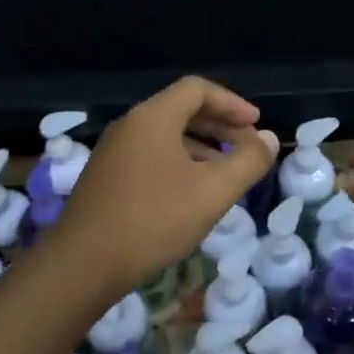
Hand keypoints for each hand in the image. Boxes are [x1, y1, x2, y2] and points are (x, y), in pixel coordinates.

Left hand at [39, 76, 278, 298]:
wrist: (83, 263)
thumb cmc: (153, 219)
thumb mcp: (213, 192)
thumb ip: (248, 161)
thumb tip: (270, 139)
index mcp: (153, 117)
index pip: (198, 89)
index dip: (232, 103)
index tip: (256, 125)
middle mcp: (130, 125)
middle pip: (181, 109)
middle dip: (219, 125)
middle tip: (247, 146)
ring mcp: (113, 151)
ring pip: (166, 135)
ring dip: (201, 146)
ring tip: (225, 172)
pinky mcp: (106, 176)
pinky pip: (150, 155)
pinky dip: (179, 162)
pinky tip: (191, 193)